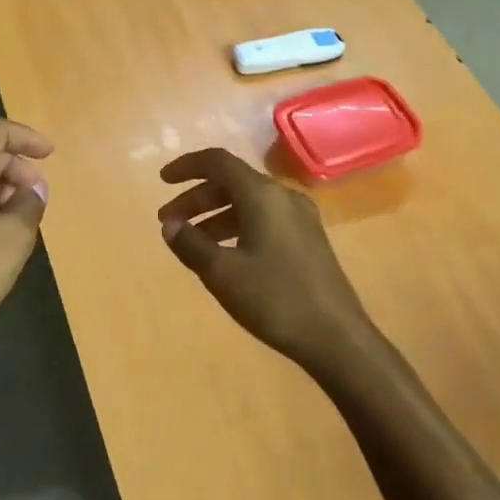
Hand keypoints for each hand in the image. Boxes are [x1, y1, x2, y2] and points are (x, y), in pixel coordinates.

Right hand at [158, 148, 383, 376]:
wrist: (337, 337)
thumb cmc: (275, 299)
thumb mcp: (223, 273)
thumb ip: (191, 244)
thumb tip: (170, 226)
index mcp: (263, 195)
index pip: (218, 162)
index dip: (187, 166)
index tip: (162, 181)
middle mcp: (283, 197)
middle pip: (232, 182)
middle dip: (196, 198)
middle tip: (168, 222)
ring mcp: (300, 218)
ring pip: (248, 203)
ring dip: (214, 215)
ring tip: (190, 241)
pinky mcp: (308, 240)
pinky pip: (263, 219)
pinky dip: (236, 226)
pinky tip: (224, 253)